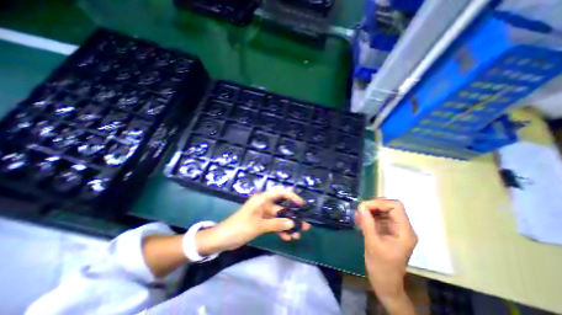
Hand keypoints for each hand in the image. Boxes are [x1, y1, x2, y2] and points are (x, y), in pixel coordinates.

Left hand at [196, 188, 310, 254]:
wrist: (222, 238)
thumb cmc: (240, 227)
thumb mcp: (259, 226)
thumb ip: (276, 224)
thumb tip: (292, 223)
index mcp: (262, 199)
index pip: (280, 192)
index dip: (292, 196)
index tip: (301, 204)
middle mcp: (264, 204)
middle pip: (282, 207)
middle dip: (293, 216)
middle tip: (304, 224)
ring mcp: (263, 214)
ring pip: (279, 218)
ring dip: (287, 226)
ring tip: (298, 235)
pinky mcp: (261, 222)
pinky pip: (273, 224)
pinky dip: (279, 230)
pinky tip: (287, 238)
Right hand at [354, 199, 415, 302]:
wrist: (385, 283)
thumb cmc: (381, 267)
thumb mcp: (372, 244)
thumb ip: (367, 223)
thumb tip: (361, 206)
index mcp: (404, 232)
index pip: (396, 207)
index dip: (379, 203)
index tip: (364, 207)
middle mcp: (402, 227)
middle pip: (389, 206)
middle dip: (372, 206)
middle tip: (359, 211)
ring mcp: (395, 228)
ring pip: (382, 210)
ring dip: (369, 211)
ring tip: (357, 217)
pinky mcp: (388, 230)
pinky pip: (378, 217)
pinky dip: (368, 216)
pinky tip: (360, 221)